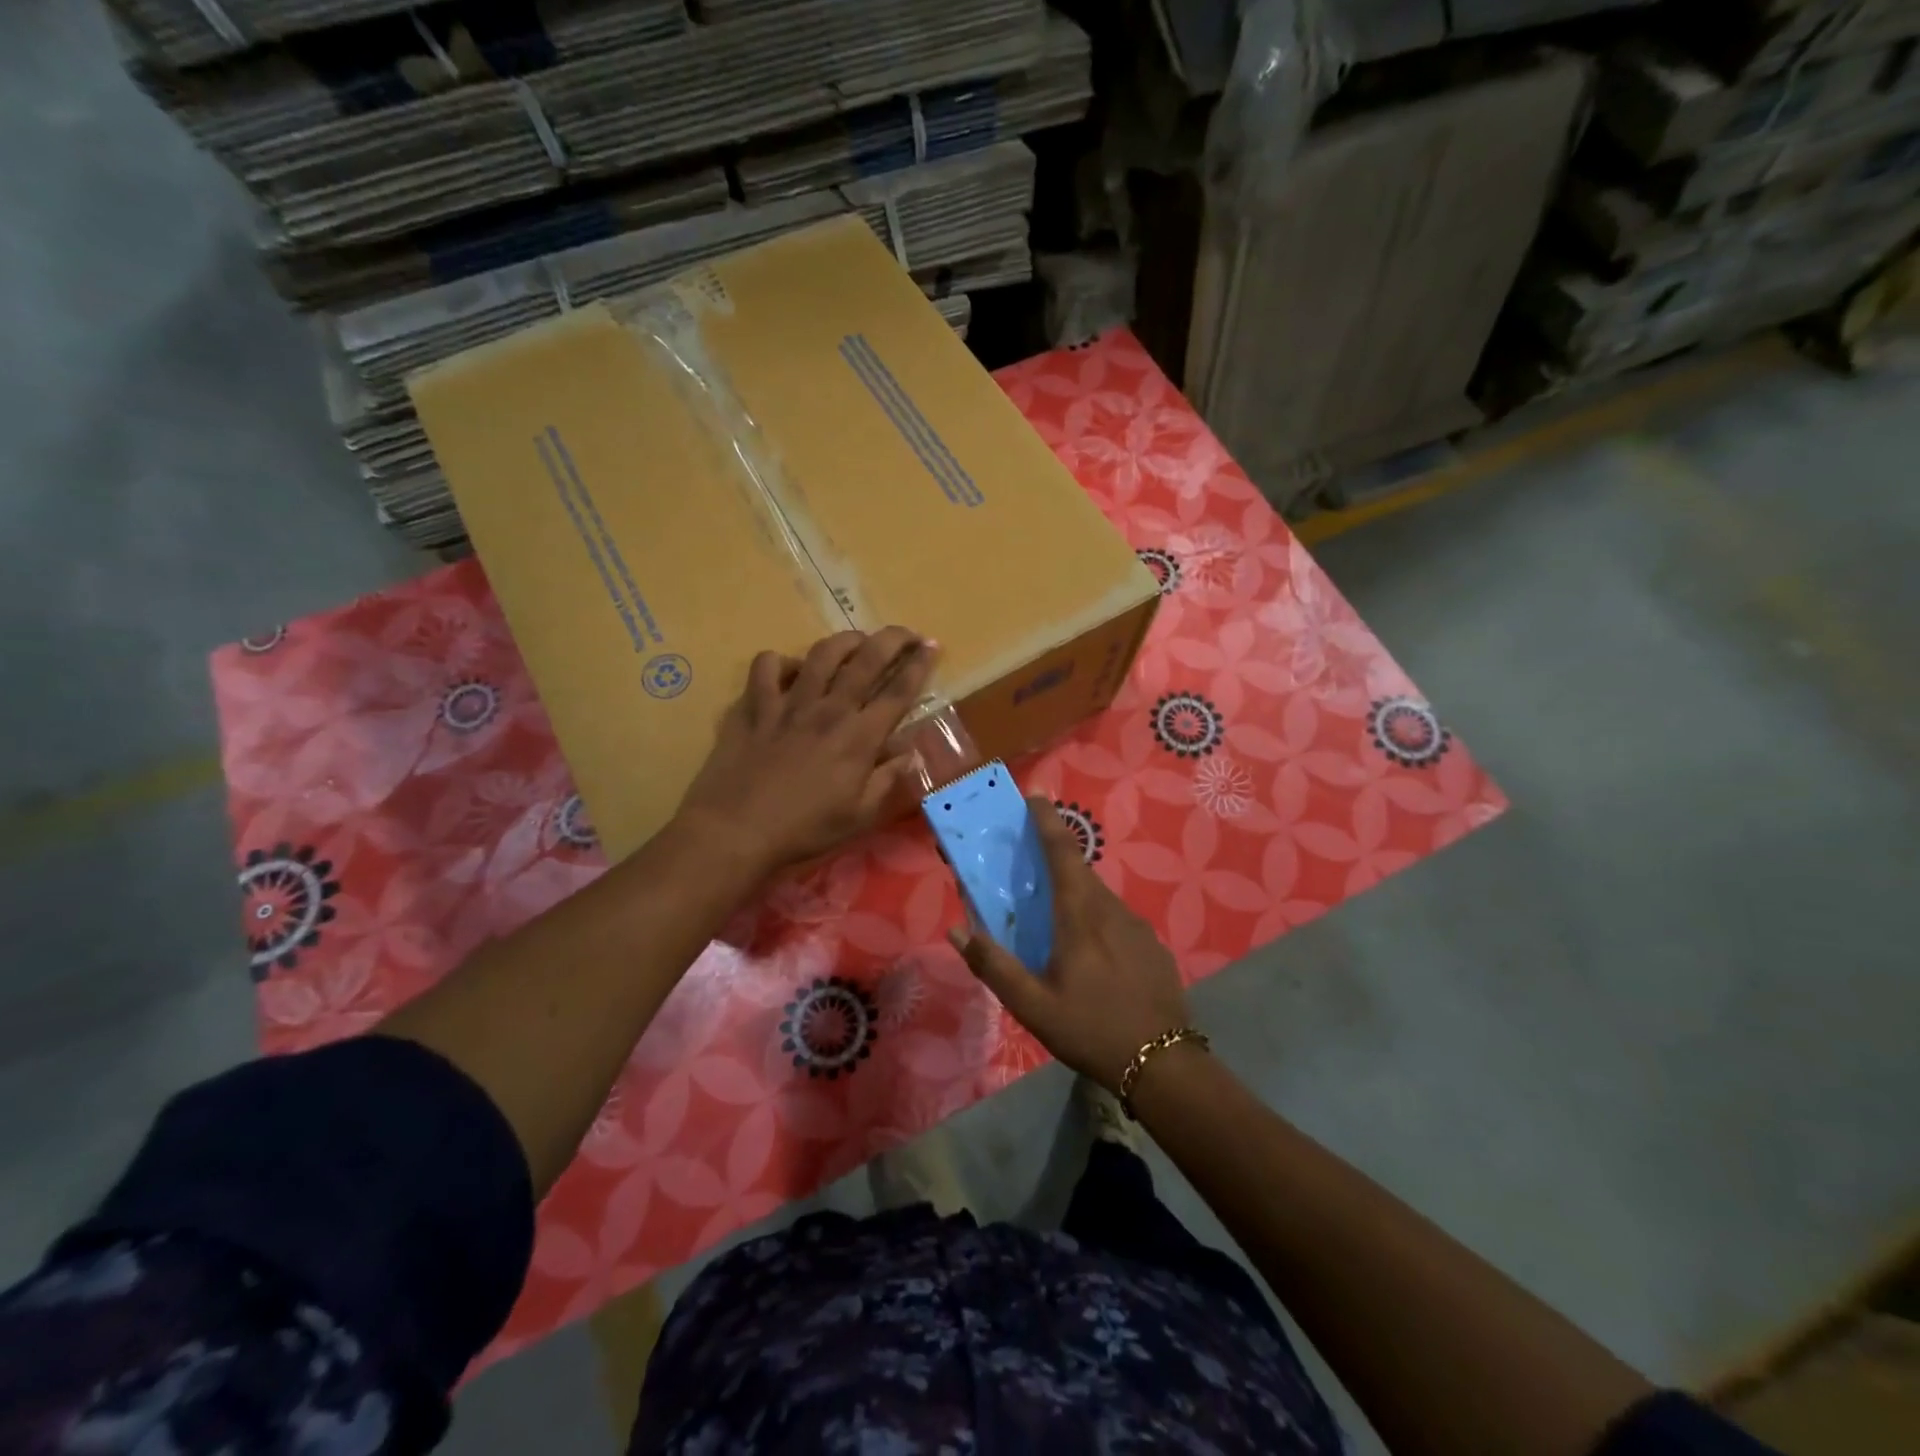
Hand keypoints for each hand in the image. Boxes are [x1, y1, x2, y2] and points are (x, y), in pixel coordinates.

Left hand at [677, 628, 936, 875]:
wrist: (736, 831)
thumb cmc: (804, 829)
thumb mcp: (859, 815)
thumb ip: (888, 779)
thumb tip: (911, 753)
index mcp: (860, 737)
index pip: (899, 691)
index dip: (919, 665)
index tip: (932, 646)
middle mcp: (829, 709)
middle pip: (867, 659)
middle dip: (893, 639)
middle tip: (907, 632)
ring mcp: (789, 703)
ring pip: (821, 653)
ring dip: (845, 641)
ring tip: (856, 641)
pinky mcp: (754, 706)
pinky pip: (766, 667)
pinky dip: (780, 662)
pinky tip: (788, 671)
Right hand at [950, 797, 1190, 1092]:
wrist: (1164, 1065)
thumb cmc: (1091, 1029)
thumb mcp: (1032, 1005)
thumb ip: (993, 965)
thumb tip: (958, 929)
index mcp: (1080, 914)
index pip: (1062, 851)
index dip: (1046, 820)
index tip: (1034, 796)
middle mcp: (1111, 909)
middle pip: (1079, 871)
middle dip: (1054, 859)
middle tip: (1028, 868)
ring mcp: (1138, 926)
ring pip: (1098, 897)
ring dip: (1074, 895)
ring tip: (1054, 921)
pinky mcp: (1153, 946)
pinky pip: (1116, 920)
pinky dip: (1096, 920)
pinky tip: (1090, 956)